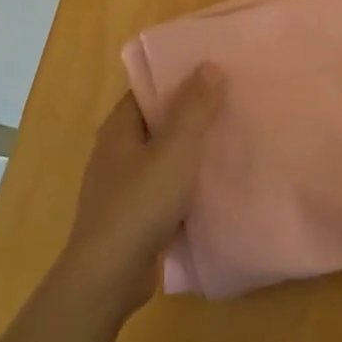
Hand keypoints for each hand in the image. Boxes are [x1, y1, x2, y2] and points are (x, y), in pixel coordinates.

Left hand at [60, 66, 225, 314]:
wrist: (110, 275)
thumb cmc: (140, 204)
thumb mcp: (175, 151)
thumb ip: (194, 109)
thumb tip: (208, 65)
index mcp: (119, 129)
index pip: (149, 89)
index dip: (179, 77)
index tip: (214, 71)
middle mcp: (116, 152)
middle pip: (158, 121)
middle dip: (191, 113)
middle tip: (232, 102)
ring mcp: (122, 186)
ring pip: (163, 156)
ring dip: (191, 149)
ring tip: (231, 138)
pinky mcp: (133, 215)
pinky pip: (164, 187)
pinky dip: (186, 182)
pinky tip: (214, 183)